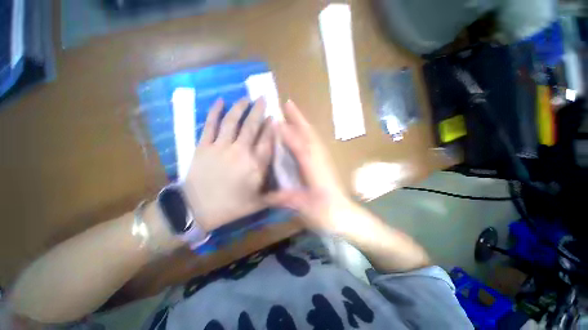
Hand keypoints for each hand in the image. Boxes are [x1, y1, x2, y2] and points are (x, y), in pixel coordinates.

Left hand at [182, 98, 272, 231]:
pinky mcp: (203, 146)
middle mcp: (240, 152)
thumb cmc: (231, 206)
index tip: (275, 116)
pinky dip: (214, 112)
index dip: (272, 127)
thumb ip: (274, 193)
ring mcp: (220, 147)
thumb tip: (288, 187)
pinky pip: (210, 125)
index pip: (267, 141)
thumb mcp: (258, 203)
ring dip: (240, 108)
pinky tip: (220, 101)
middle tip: (263, 98)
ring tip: (246, 98)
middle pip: (252, 126)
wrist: (197, 210)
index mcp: (255, 165)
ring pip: (232, 122)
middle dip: (259, 111)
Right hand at [264, 101, 354, 233]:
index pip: (298, 144)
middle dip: (298, 118)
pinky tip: (303, 132)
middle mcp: (319, 158)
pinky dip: (308, 133)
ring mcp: (324, 158)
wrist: (345, 215)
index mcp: (312, 167)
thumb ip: (282, 198)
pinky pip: (315, 142)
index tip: (275, 119)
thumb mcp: (301, 206)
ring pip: (313, 136)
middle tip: (288, 102)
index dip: (287, 132)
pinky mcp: (326, 162)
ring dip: (303, 123)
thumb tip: (263, 195)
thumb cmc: (324, 212)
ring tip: (293, 112)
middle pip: (308, 134)